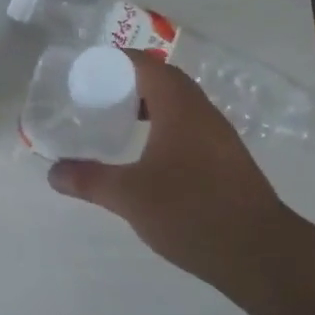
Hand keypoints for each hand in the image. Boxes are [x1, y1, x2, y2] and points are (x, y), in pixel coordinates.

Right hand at [48, 51, 296, 285]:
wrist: (261, 254)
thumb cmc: (191, 211)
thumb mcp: (129, 196)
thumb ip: (89, 180)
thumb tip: (53, 172)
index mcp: (179, 106)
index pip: (145, 64)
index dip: (116, 60)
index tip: (88, 70)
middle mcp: (202, 112)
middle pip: (164, 80)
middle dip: (130, 82)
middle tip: (98, 96)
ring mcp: (220, 137)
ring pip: (180, 105)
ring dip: (150, 106)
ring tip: (120, 123)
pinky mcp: (228, 161)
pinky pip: (190, 127)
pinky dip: (166, 128)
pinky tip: (150, 157)